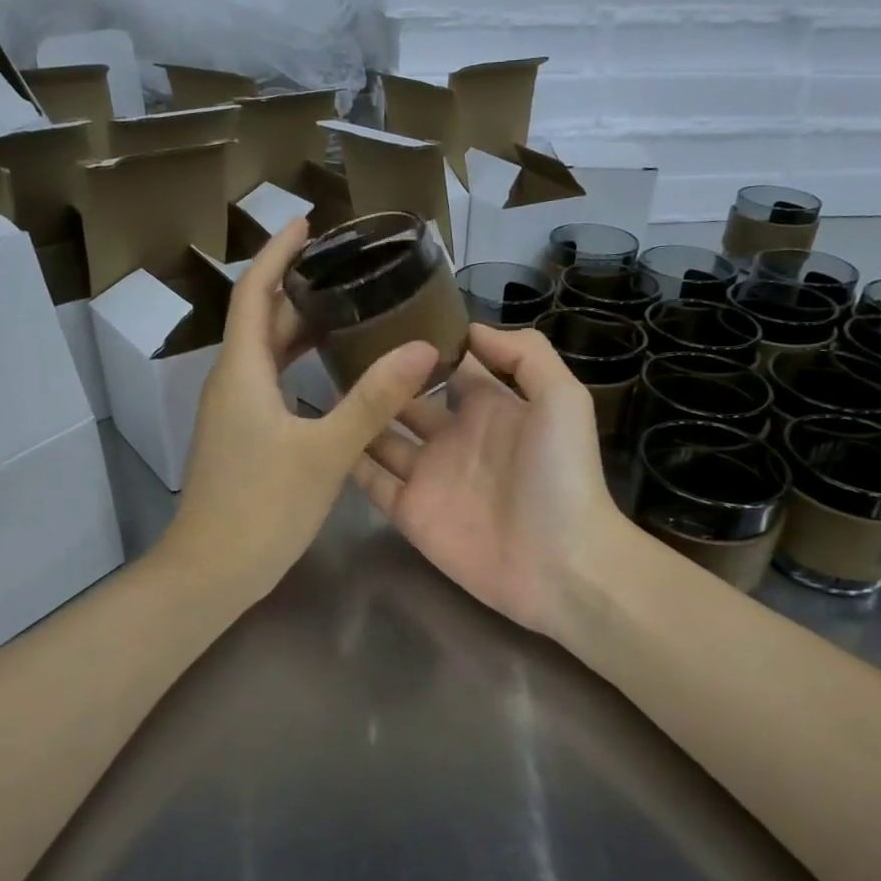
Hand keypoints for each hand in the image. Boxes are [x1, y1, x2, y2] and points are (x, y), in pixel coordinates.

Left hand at [159, 218, 436, 610]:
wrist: (211, 572)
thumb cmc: (262, 508)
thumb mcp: (325, 452)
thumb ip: (373, 399)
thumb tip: (423, 348)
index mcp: (242, 371)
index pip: (255, 292)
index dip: (277, 252)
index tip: (307, 221)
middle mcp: (232, 382)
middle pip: (263, 319)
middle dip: (299, 287)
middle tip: (348, 266)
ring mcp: (234, 411)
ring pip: (267, 353)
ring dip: (301, 326)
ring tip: (349, 307)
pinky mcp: (243, 436)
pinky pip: (271, 381)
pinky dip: (299, 363)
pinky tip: (333, 371)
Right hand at [353, 323, 626, 639]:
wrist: (560, 563)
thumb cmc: (562, 475)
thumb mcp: (562, 398)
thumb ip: (524, 354)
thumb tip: (469, 328)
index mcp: (488, 406)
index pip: (447, 366)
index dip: (421, 344)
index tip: (381, 316)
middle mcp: (453, 435)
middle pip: (406, 398)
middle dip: (378, 376)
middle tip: (334, 348)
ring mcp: (428, 475)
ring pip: (381, 437)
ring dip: (357, 414)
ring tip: (317, 383)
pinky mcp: (410, 512)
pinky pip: (372, 482)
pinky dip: (349, 461)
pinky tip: (323, 434)